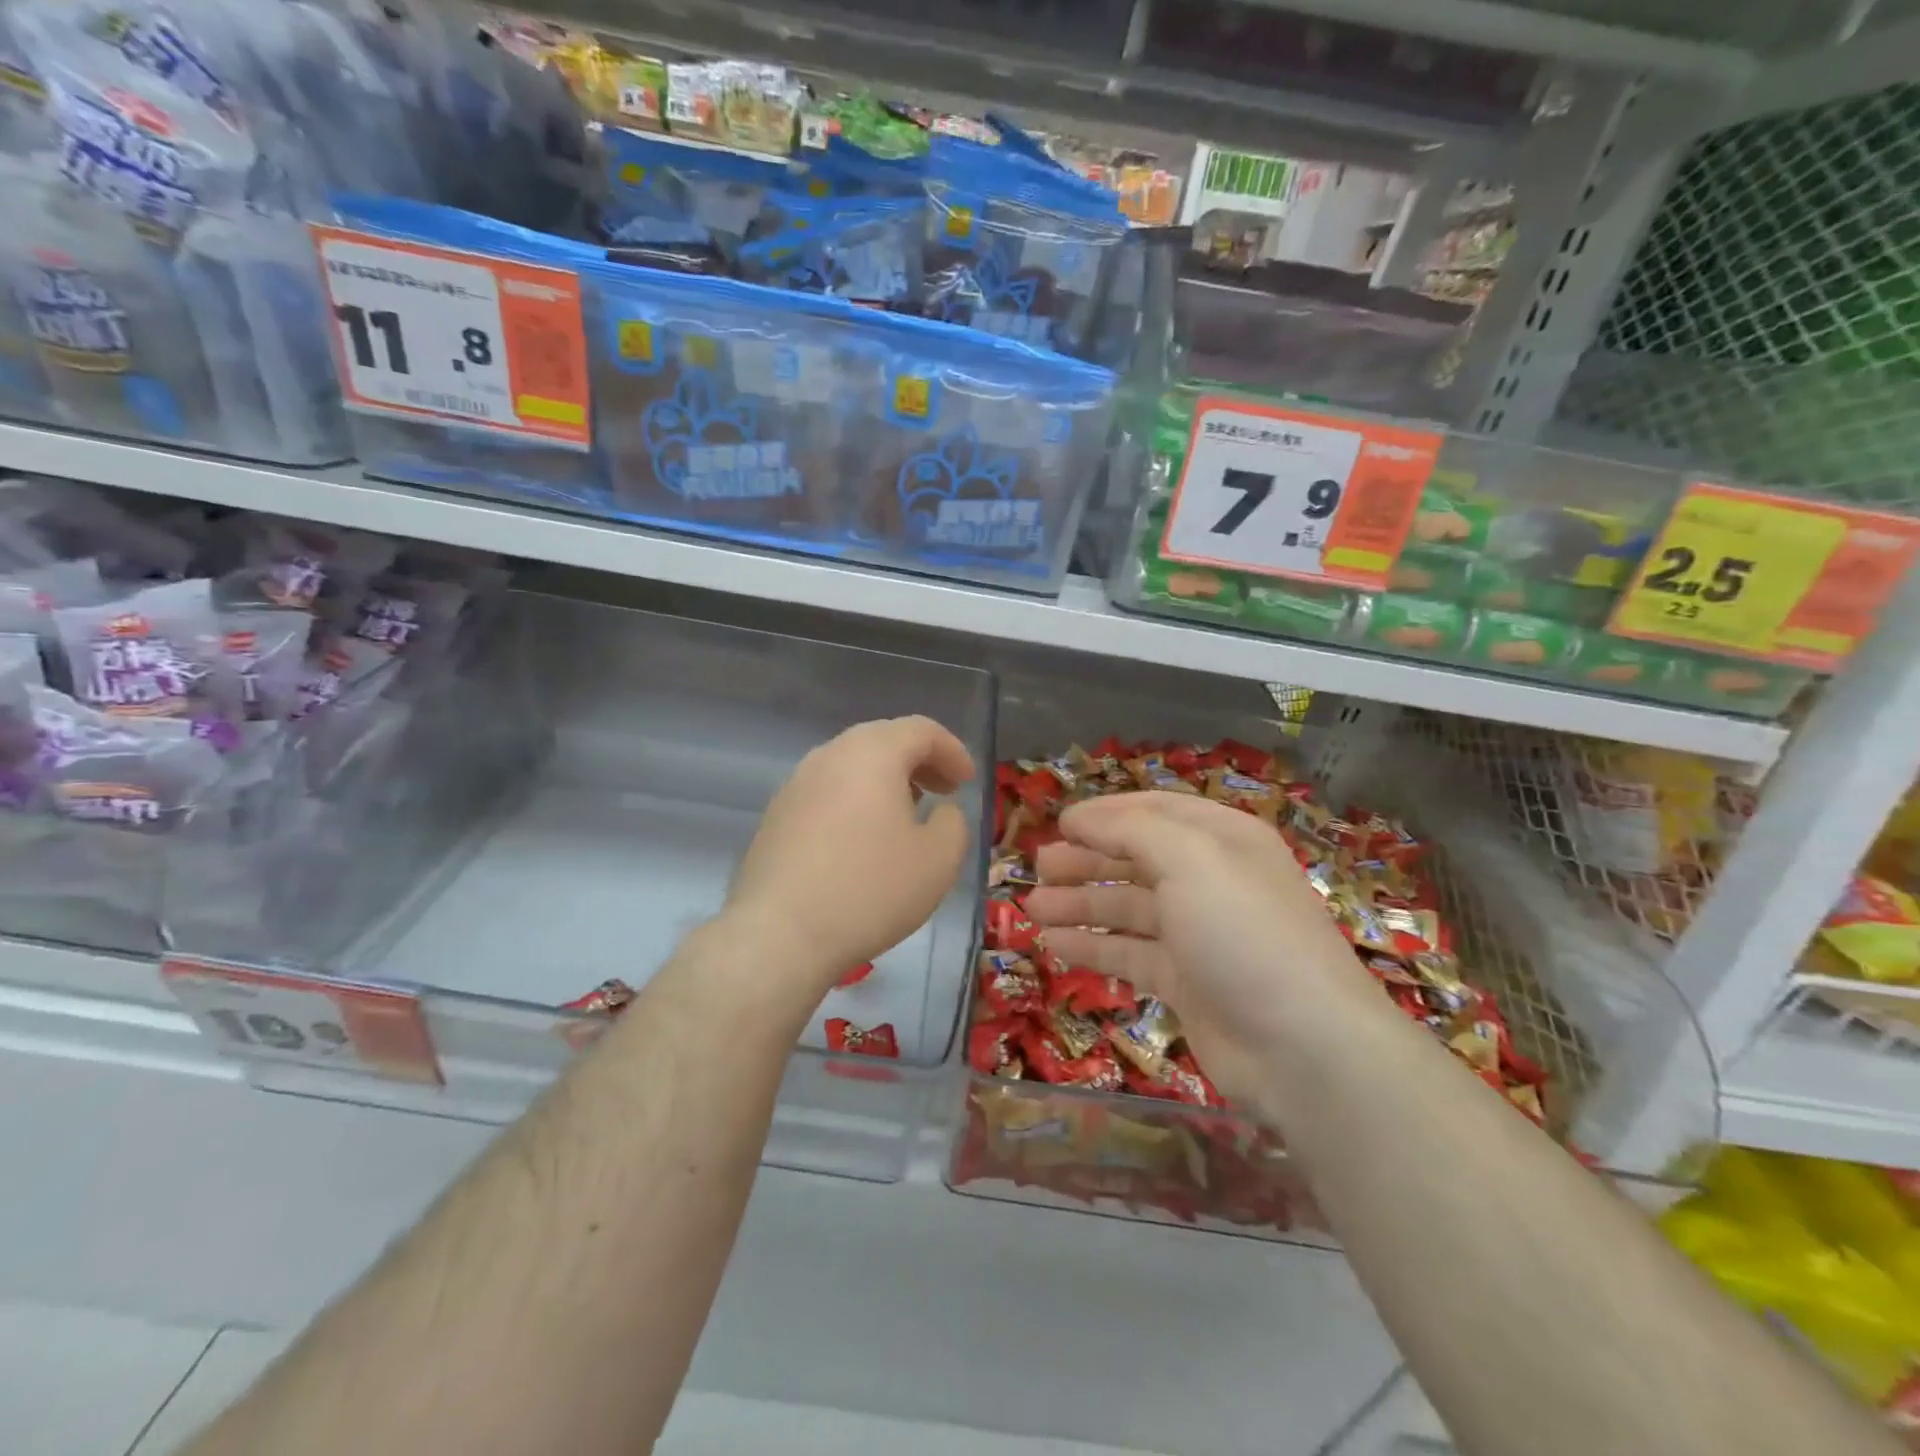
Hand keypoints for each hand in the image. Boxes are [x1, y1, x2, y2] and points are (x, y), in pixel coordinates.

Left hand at [725, 716, 975, 994]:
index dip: (952, 751)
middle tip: (943, 791)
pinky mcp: (776, 816)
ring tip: (906, 814)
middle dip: (919, 762)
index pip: (921, 730)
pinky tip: (863, 840)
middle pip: (883, 740)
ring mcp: (796, 784)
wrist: (780, 935)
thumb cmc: (870, 890)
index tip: (967, 781)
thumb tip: (941, 811)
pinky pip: (827, 793)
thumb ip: (953, 823)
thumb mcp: (938, 860)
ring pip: (851, 766)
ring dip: (886, 781)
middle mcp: (830, 755)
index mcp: (872, 753)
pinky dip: (856, 801)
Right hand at [1023, 792, 1369, 1106]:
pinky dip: (1093, 947)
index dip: (1106, 814)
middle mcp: (1211, 880)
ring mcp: (1198, 934)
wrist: (1301, 1046)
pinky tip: (1053, 944)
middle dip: (1086, 860)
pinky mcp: (1186, 982)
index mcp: (1222, 839)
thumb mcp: (1189, 859)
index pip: (1154, 811)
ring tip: (1033, 907)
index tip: (1059, 822)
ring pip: (1128, 909)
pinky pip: (1129, 954)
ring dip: (1080, 904)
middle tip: (1038, 866)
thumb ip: (1129, 829)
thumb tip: (1079, 817)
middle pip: (1137, 859)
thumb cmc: (1243, 931)